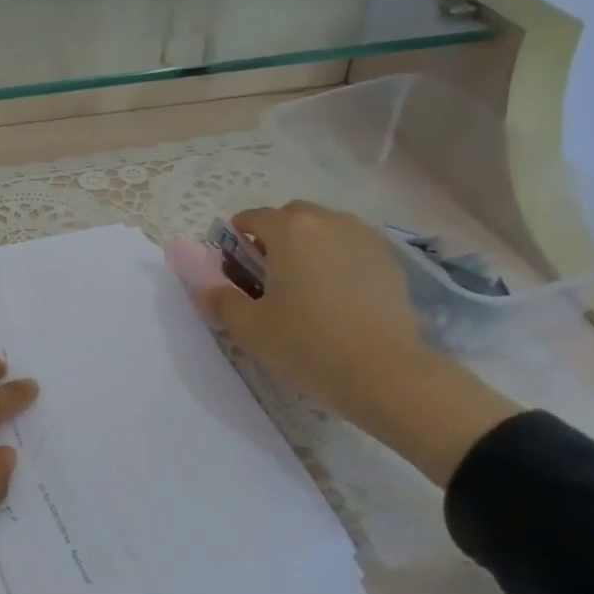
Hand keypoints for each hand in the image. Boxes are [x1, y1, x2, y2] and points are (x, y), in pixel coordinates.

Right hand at [194, 202, 516, 485]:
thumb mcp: (249, 328)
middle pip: (291, 217)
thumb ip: (219, 301)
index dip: (235, 241)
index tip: (234, 271)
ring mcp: (365, 239)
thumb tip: (203, 288)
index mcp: (291, 230)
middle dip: (273, 239)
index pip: (252, 218)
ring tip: (304, 288)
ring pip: (324, 230)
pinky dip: (336, 260)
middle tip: (267, 279)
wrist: (386, 375)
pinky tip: (336, 298)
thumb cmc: (308, 345)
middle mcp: (329, 222)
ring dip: (307, 247)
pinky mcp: (389, 261)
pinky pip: (351, 248)